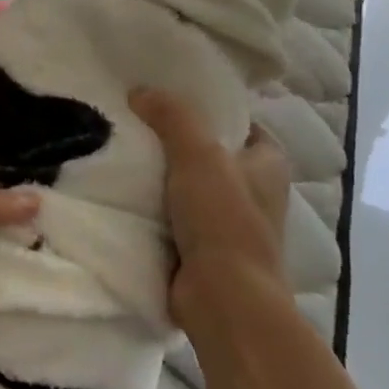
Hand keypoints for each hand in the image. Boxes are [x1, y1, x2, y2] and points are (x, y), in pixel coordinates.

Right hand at [130, 88, 291, 326]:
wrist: (222, 297)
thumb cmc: (223, 219)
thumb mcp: (198, 153)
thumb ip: (172, 116)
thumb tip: (141, 91)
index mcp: (268, 165)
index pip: (243, 126)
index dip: (213, 112)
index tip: (173, 101)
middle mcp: (254, 194)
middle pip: (212, 156)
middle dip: (178, 144)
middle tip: (137, 123)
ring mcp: (229, 225)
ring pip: (189, 188)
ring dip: (161, 178)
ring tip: (121, 153)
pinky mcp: (203, 251)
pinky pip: (173, 218)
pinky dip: (152, 208)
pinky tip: (122, 193)